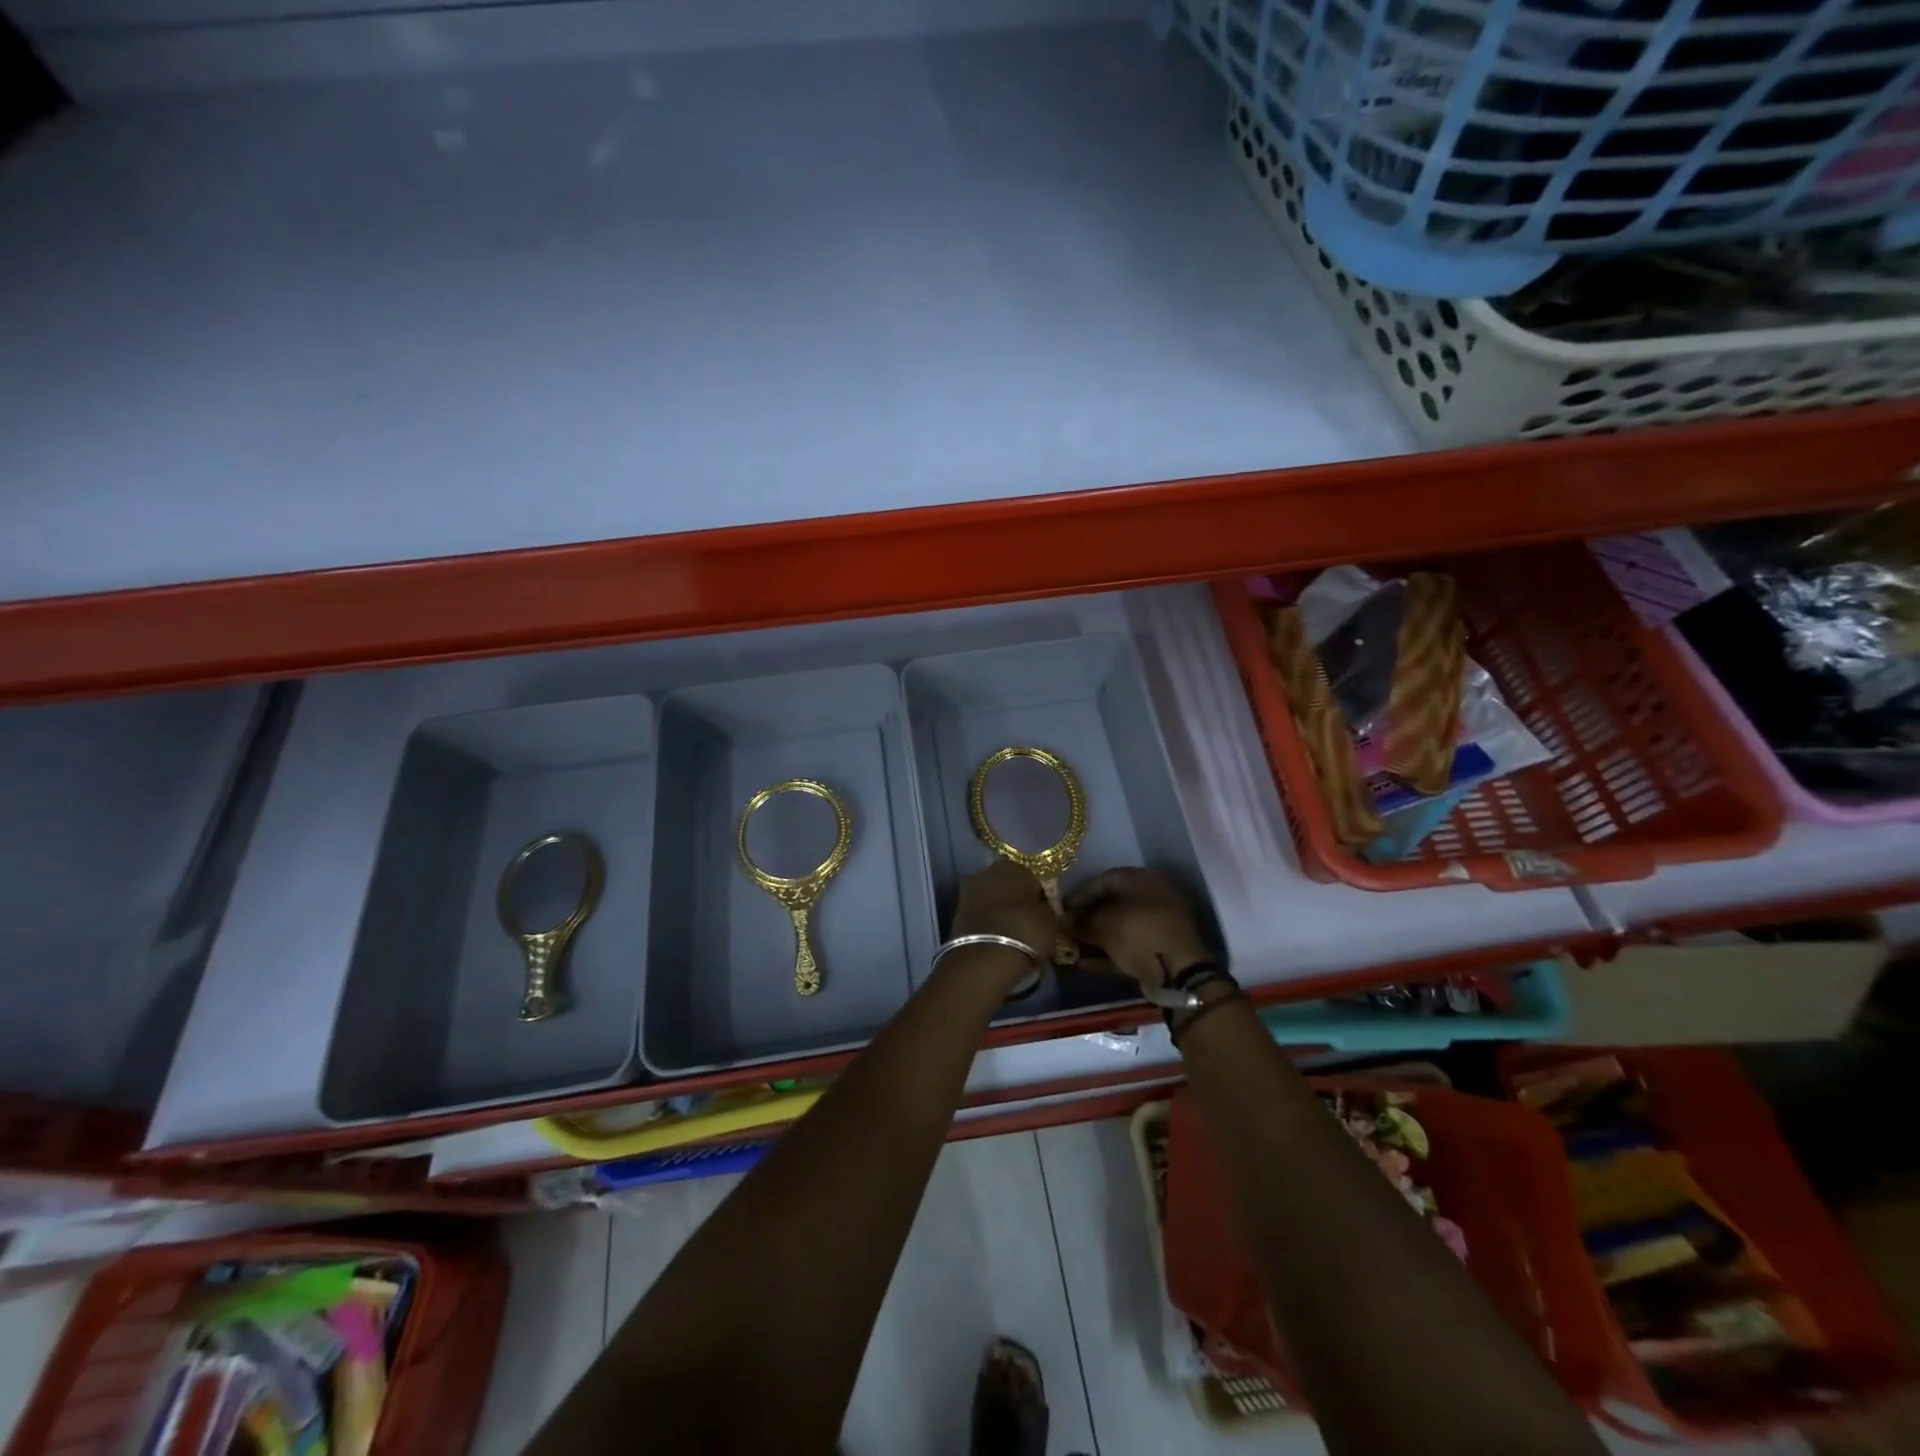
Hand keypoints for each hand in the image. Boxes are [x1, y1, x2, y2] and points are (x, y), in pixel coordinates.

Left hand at [950, 861, 1058, 962]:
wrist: (984, 958)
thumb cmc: (1025, 931)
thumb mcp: (1051, 920)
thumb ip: (1047, 907)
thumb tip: (1043, 907)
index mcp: (1014, 866)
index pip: (1032, 874)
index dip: (1039, 892)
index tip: (1045, 909)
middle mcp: (988, 872)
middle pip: (1007, 883)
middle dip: (1016, 898)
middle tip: (1028, 919)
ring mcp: (968, 892)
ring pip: (991, 898)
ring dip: (1000, 910)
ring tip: (1013, 931)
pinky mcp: (956, 913)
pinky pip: (980, 914)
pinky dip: (988, 922)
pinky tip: (998, 937)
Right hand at [1065, 868, 1211, 991]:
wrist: (1178, 972)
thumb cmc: (1139, 933)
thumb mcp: (1104, 925)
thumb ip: (1082, 922)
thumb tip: (1065, 922)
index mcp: (1144, 880)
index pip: (1105, 879)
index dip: (1080, 894)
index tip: (1061, 908)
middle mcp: (1154, 898)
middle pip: (1113, 904)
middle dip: (1087, 917)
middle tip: (1066, 929)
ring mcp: (1159, 926)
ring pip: (1120, 928)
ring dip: (1096, 938)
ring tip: (1071, 948)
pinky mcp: (1159, 951)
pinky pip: (1128, 948)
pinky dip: (1108, 954)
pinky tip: (1084, 964)